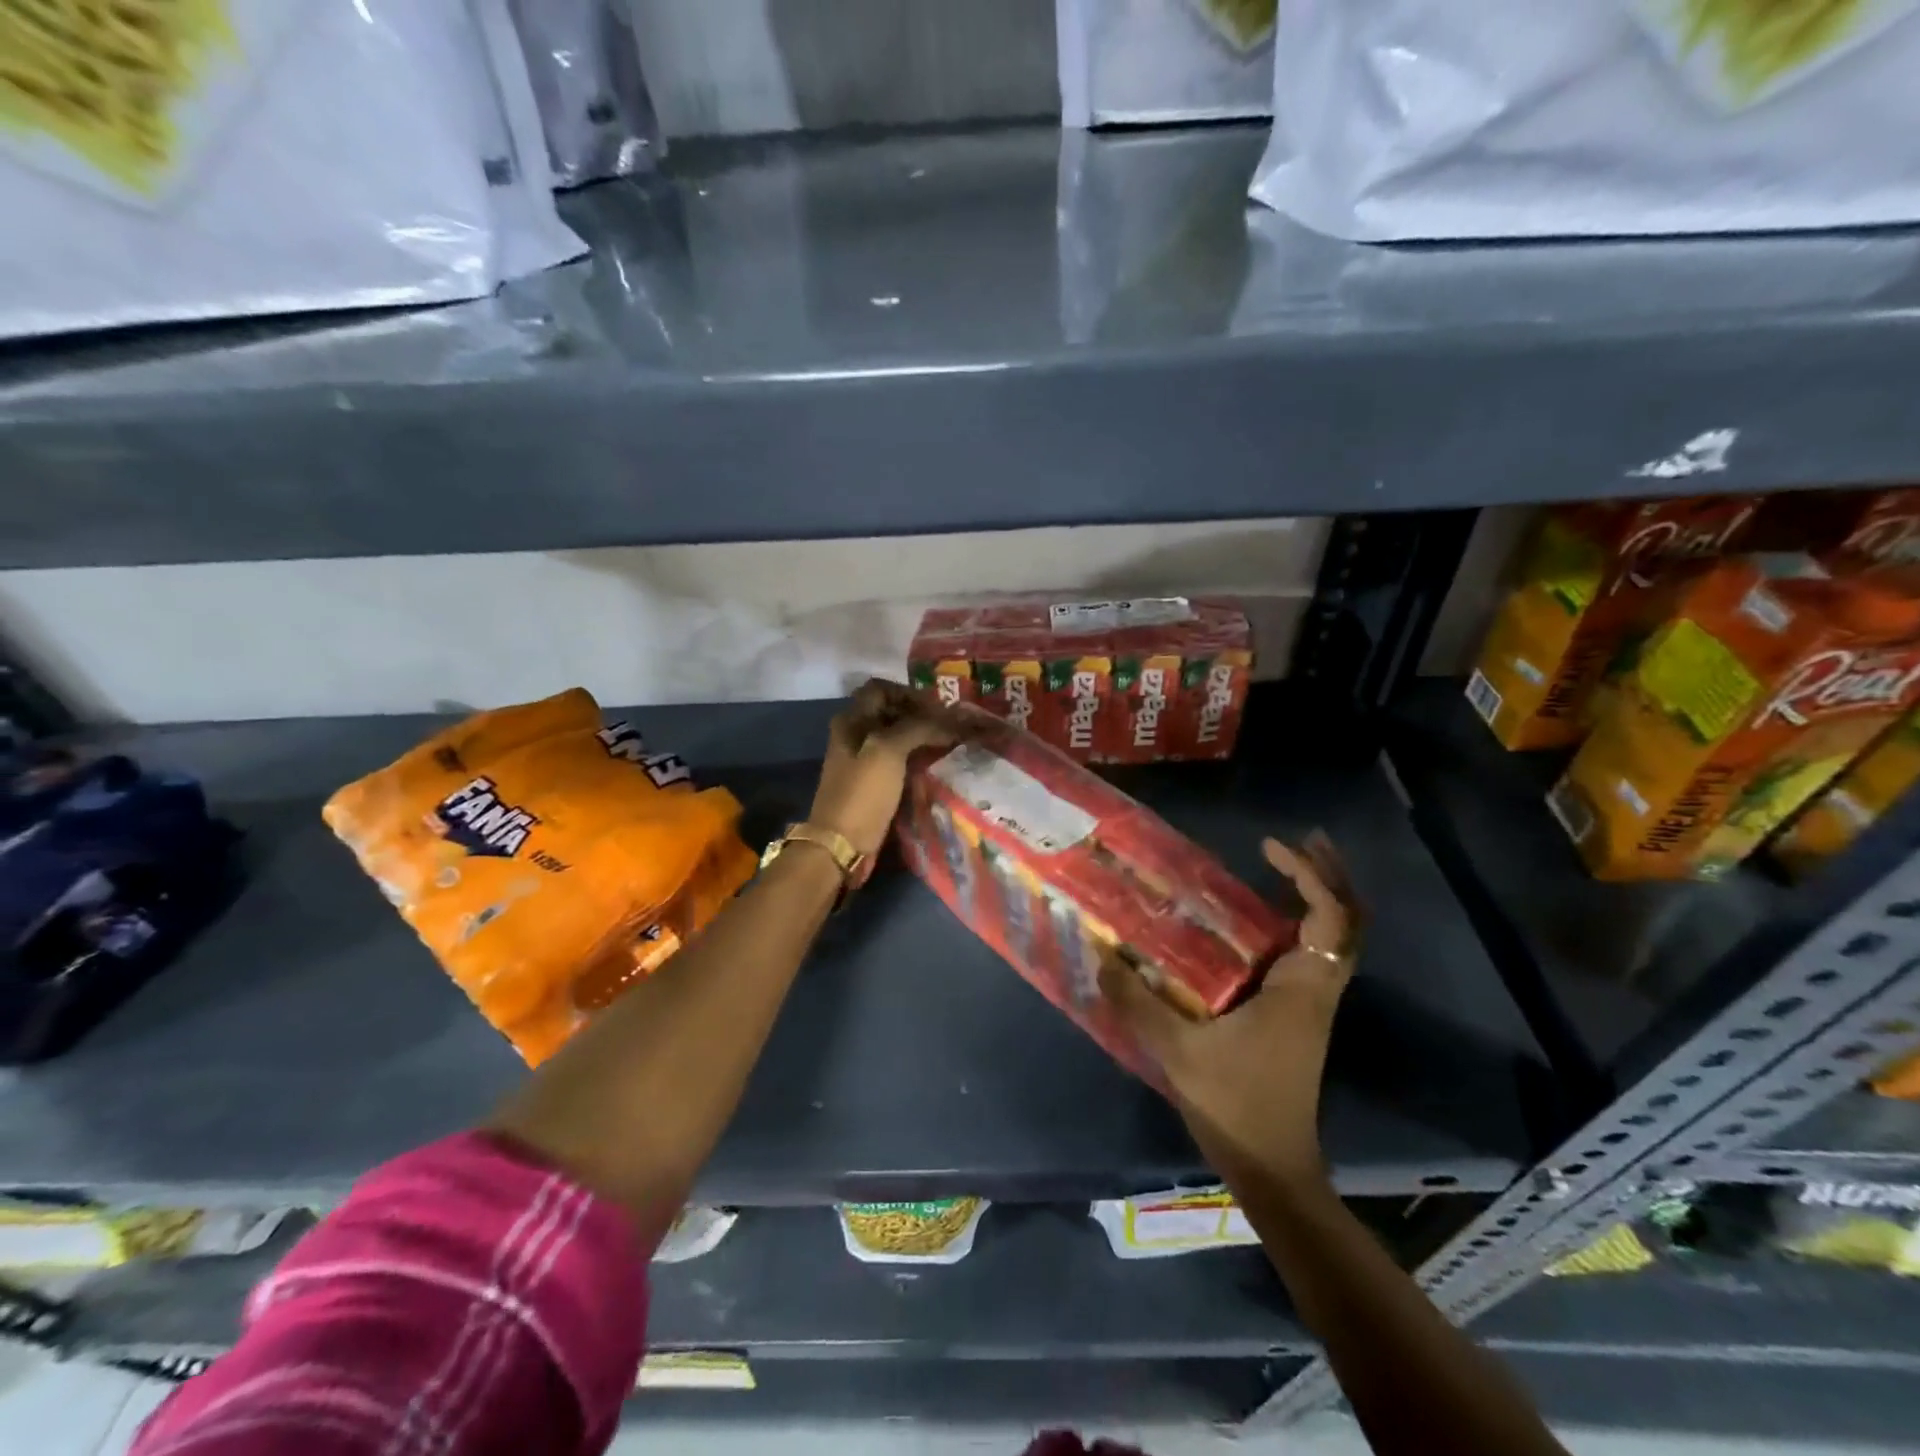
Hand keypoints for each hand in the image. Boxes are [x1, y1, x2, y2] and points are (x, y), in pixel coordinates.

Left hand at [808, 680, 954, 862]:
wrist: (841, 845)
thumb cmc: (862, 794)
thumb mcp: (888, 751)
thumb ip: (917, 727)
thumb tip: (949, 719)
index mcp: (851, 720)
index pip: (881, 689)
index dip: (910, 693)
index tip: (938, 707)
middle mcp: (854, 735)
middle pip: (890, 712)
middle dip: (920, 715)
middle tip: (951, 724)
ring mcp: (862, 761)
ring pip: (896, 737)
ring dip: (921, 737)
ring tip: (950, 743)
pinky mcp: (872, 784)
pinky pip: (898, 761)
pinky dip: (917, 758)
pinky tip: (937, 764)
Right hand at [1100, 833, 1360, 1187]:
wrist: (1273, 1167)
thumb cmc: (1234, 1105)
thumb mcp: (1176, 1050)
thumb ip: (1136, 1001)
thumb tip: (1100, 955)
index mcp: (1301, 990)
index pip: (1328, 918)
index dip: (1308, 874)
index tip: (1270, 846)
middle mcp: (1317, 989)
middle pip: (1349, 920)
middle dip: (1330, 874)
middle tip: (1299, 839)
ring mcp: (1313, 1003)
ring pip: (1337, 937)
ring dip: (1321, 896)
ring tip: (1286, 863)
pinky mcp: (1301, 1016)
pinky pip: (1316, 954)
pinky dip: (1304, 923)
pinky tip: (1265, 917)